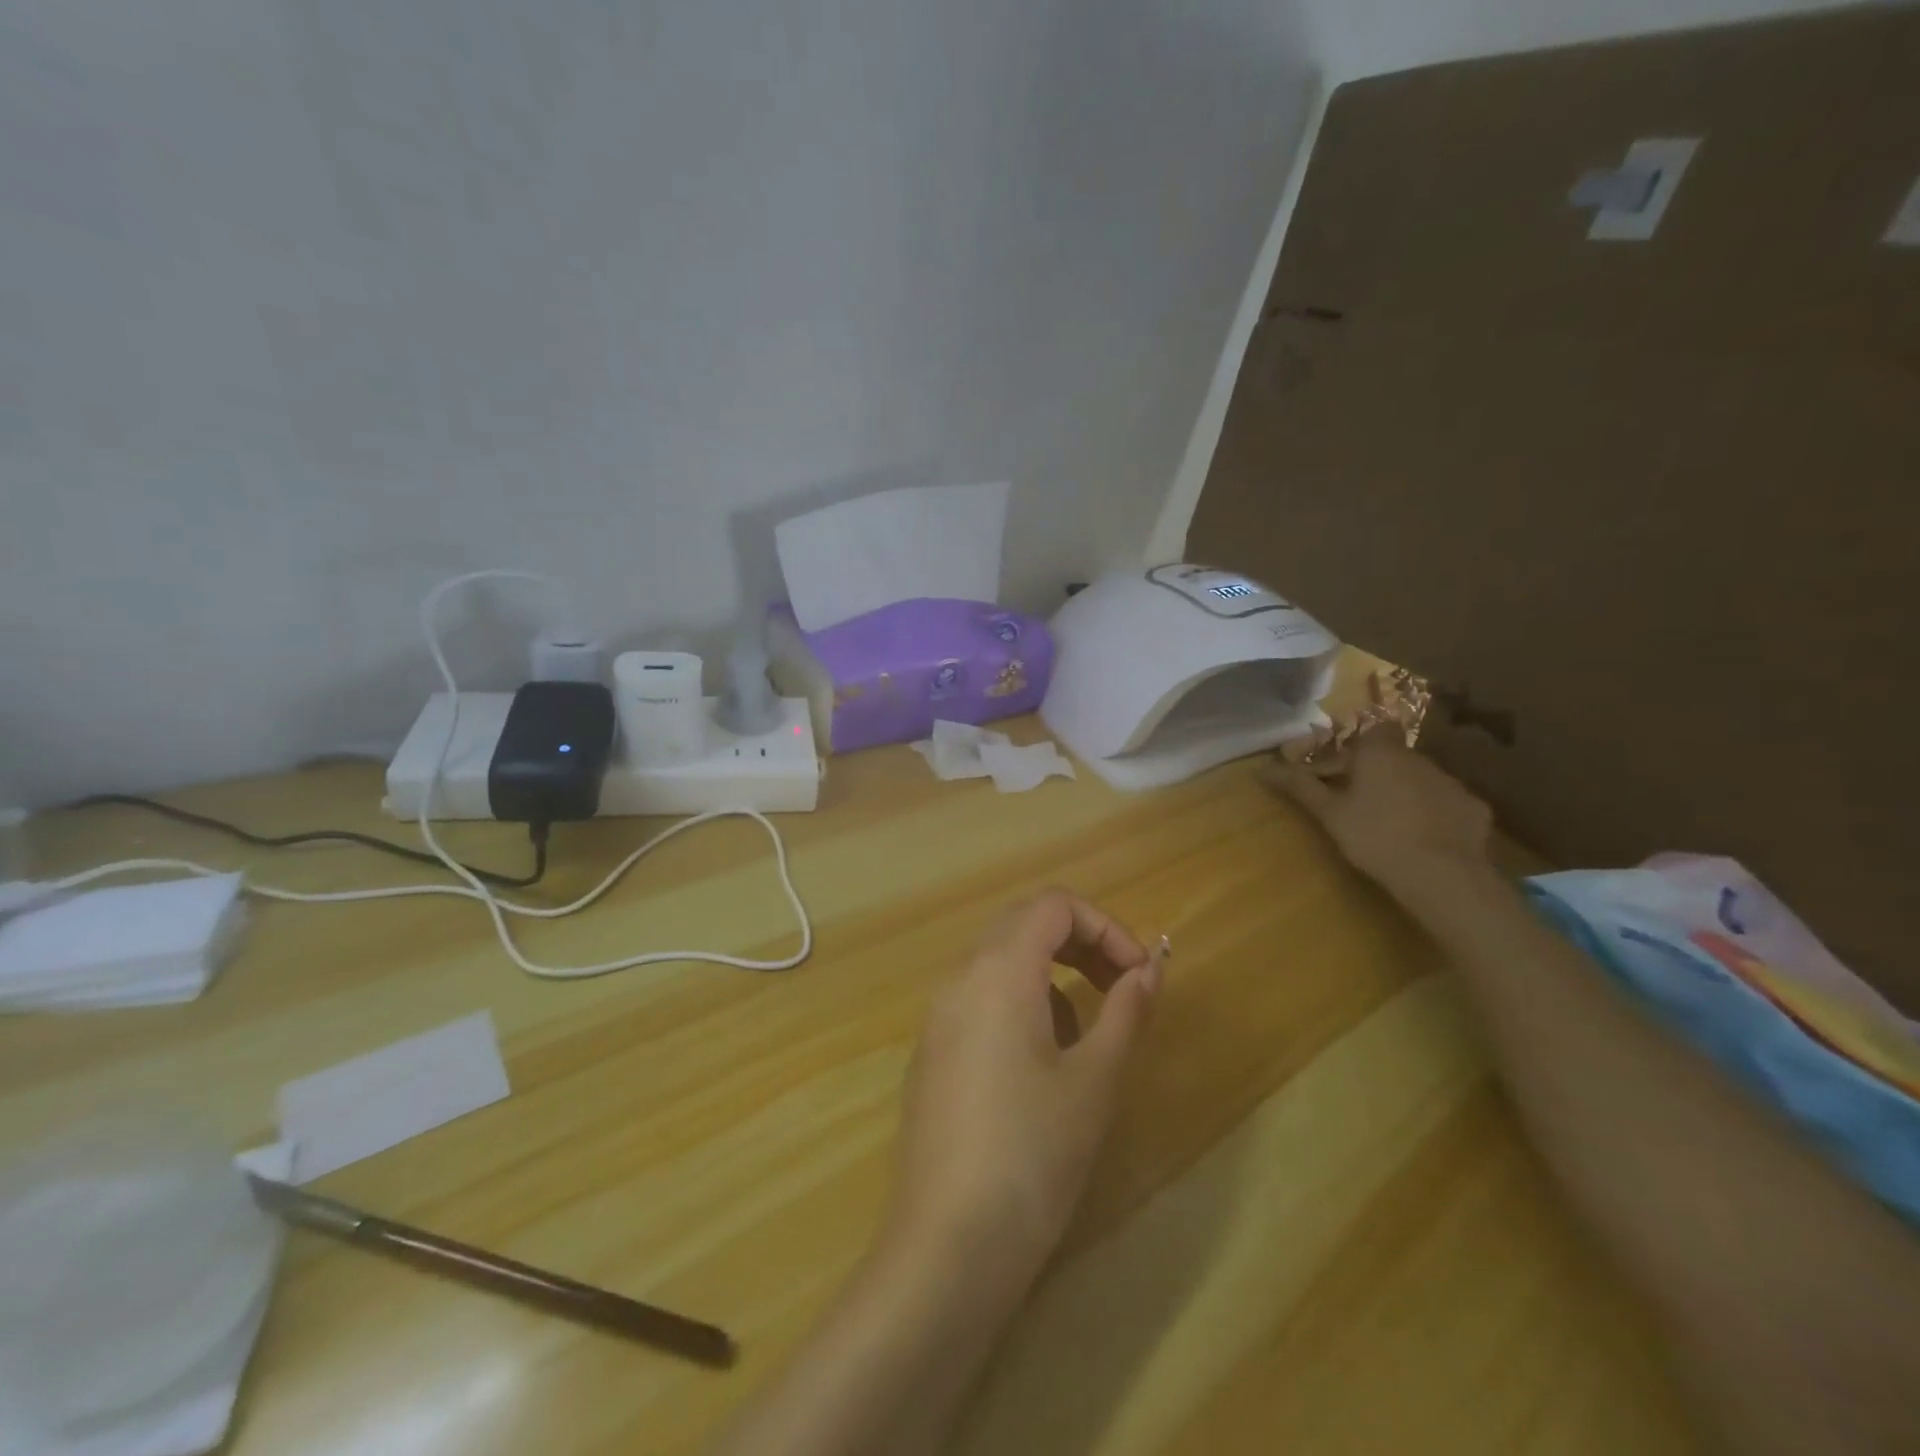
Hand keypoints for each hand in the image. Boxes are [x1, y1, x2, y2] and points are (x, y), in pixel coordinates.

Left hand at [884, 891, 1160, 1296]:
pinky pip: (980, 1000)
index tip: (1140, 975)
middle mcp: (960, 978)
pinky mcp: (931, 1053)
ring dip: (1050, 975)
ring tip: (1085, 1038)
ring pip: (1000, 962)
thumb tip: (1149, 971)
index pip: (1053, 905)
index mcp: (998, 970)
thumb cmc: (1032, 1153)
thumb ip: (1126, 1013)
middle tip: (1121, 988)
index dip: (1105, 926)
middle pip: (1023, 924)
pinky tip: (1039, 1067)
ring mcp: (938, 1016)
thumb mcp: (1094, 1081)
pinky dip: (1020, 1004)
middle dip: (1079, 944)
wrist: (946, 1245)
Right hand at [1267, 729, 1492, 893]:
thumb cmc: (1374, 835)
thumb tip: (1262, 768)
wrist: (1442, 874)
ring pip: (1418, 779)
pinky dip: (1431, 813)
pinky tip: (1422, 837)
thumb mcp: (1329, 813)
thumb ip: (1299, 786)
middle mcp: (1419, 758)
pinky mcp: (1473, 809)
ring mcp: (1451, 783)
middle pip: (1391, 756)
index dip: (1355, 746)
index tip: (1338, 771)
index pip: (1370, 729)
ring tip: (1387, 823)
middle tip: (1353, 802)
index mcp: (1381, 753)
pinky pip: (1444, 803)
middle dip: (1373, 773)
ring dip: (1402, 792)